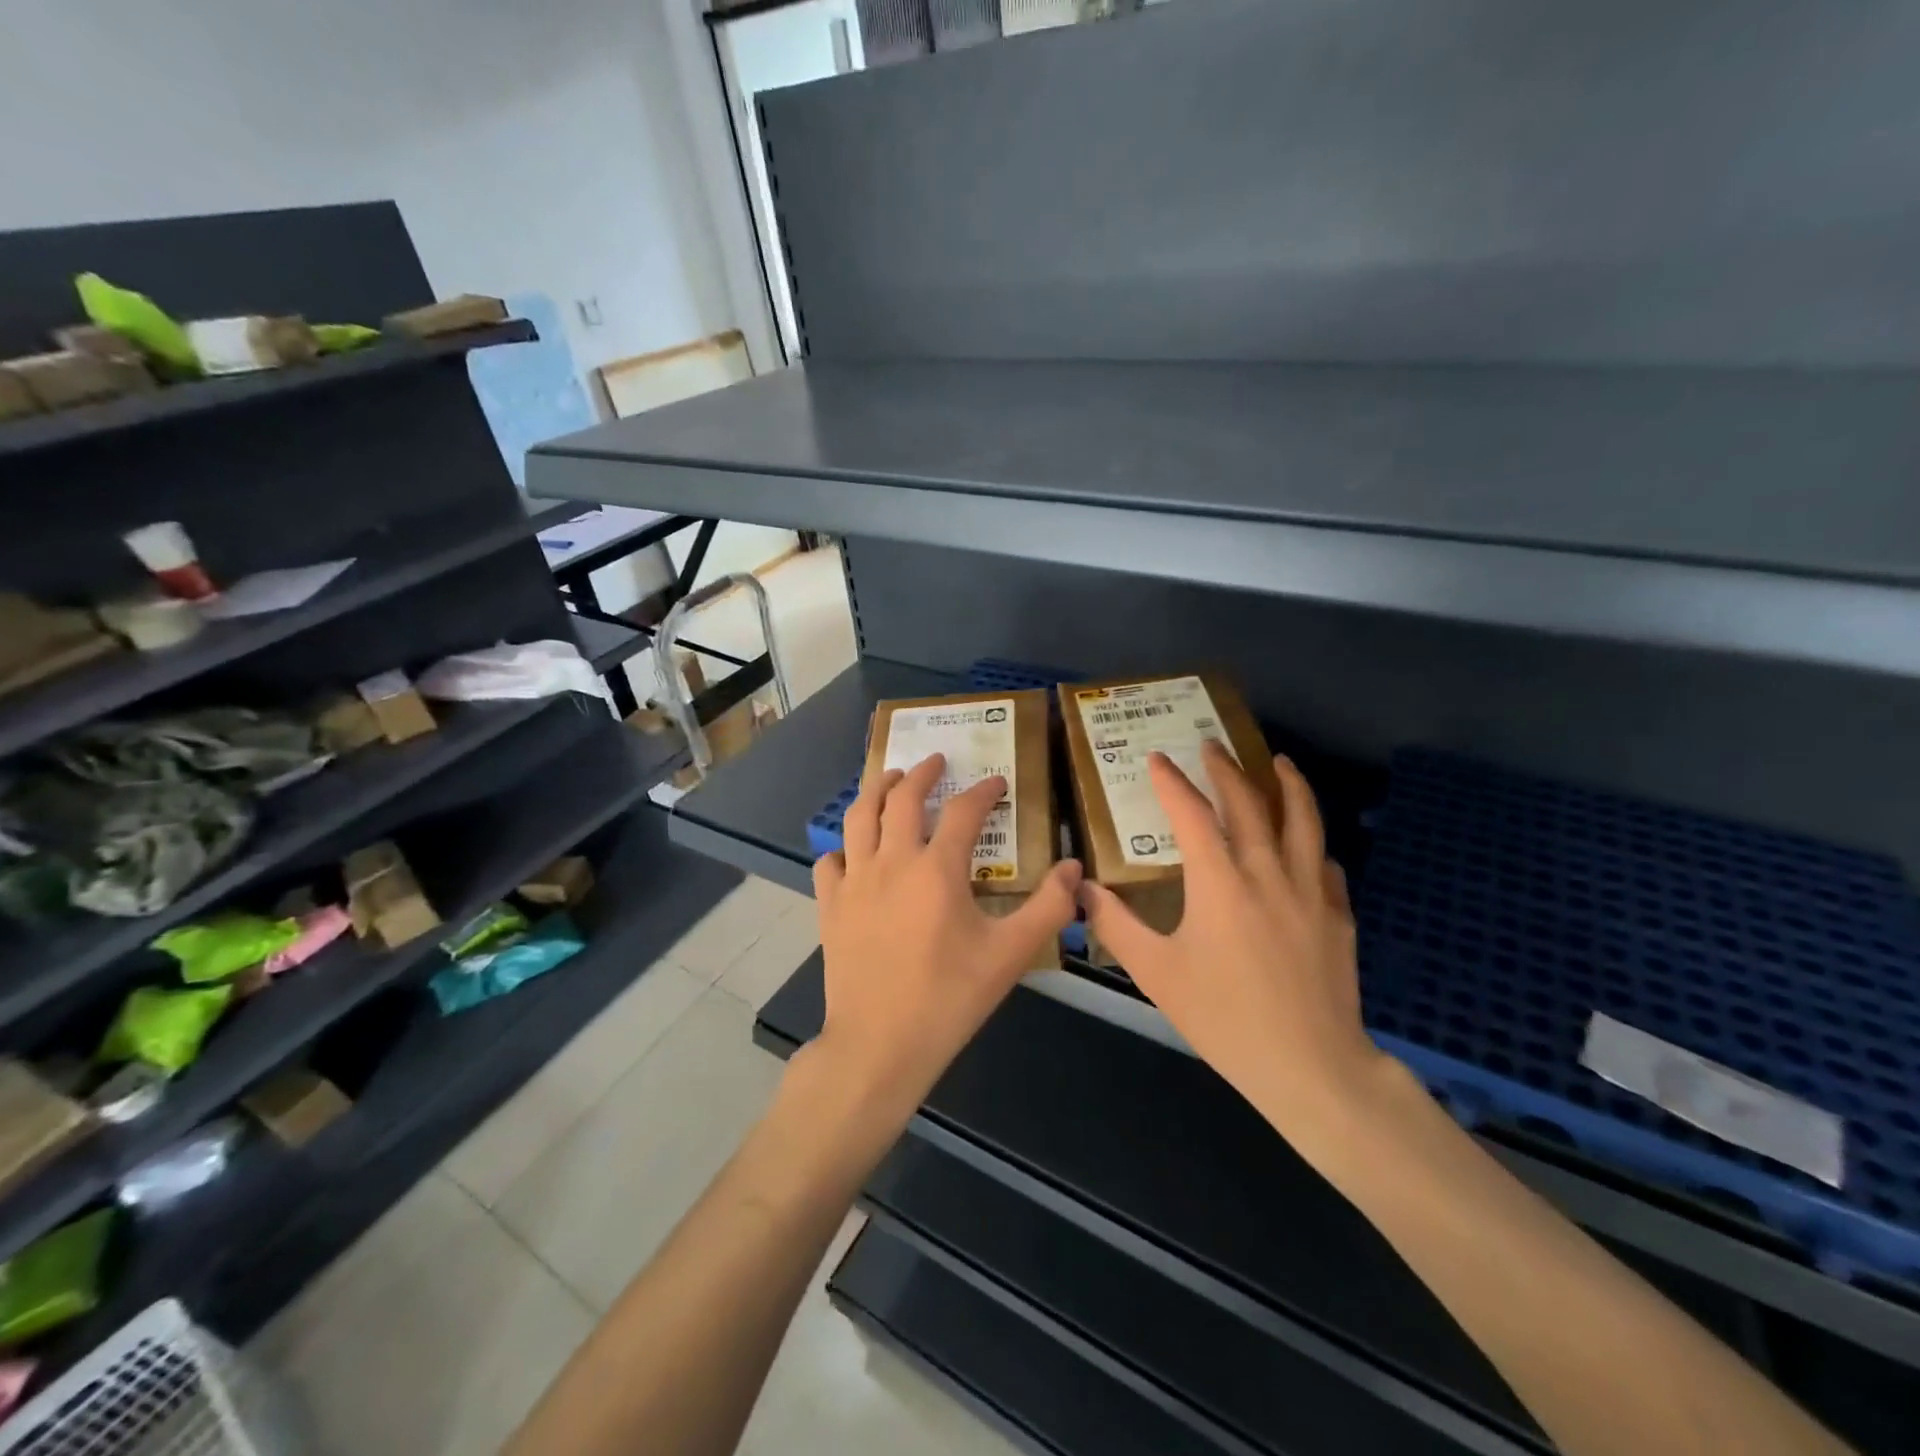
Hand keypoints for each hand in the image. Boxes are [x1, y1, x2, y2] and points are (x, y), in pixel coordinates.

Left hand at [806, 753, 1082, 1120]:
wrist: (879, 1045)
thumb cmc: (949, 998)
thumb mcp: (1010, 955)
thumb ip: (1047, 908)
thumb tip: (1074, 869)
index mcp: (937, 870)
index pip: (964, 811)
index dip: (984, 791)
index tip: (997, 782)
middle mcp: (892, 862)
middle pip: (903, 798)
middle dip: (921, 773)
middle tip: (934, 761)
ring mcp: (854, 882)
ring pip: (859, 817)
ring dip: (876, 790)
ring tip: (889, 780)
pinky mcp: (830, 906)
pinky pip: (830, 861)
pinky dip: (843, 848)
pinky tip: (854, 853)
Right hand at [1081, 740, 1388, 1144]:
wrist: (1310, 1067)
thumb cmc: (1224, 1018)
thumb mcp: (1157, 973)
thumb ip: (1117, 925)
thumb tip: (1082, 889)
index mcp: (1220, 882)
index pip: (1192, 814)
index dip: (1172, 782)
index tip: (1158, 759)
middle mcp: (1267, 872)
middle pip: (1250, 804)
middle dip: (1227, 769)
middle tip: (1212, 745)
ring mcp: (1310, 891)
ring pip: (1303, 821)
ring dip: (1288, 785)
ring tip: (1278, 762)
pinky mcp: (1338, 915)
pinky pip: (1325, 863)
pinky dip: (1310, 842)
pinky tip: (1305, 844)